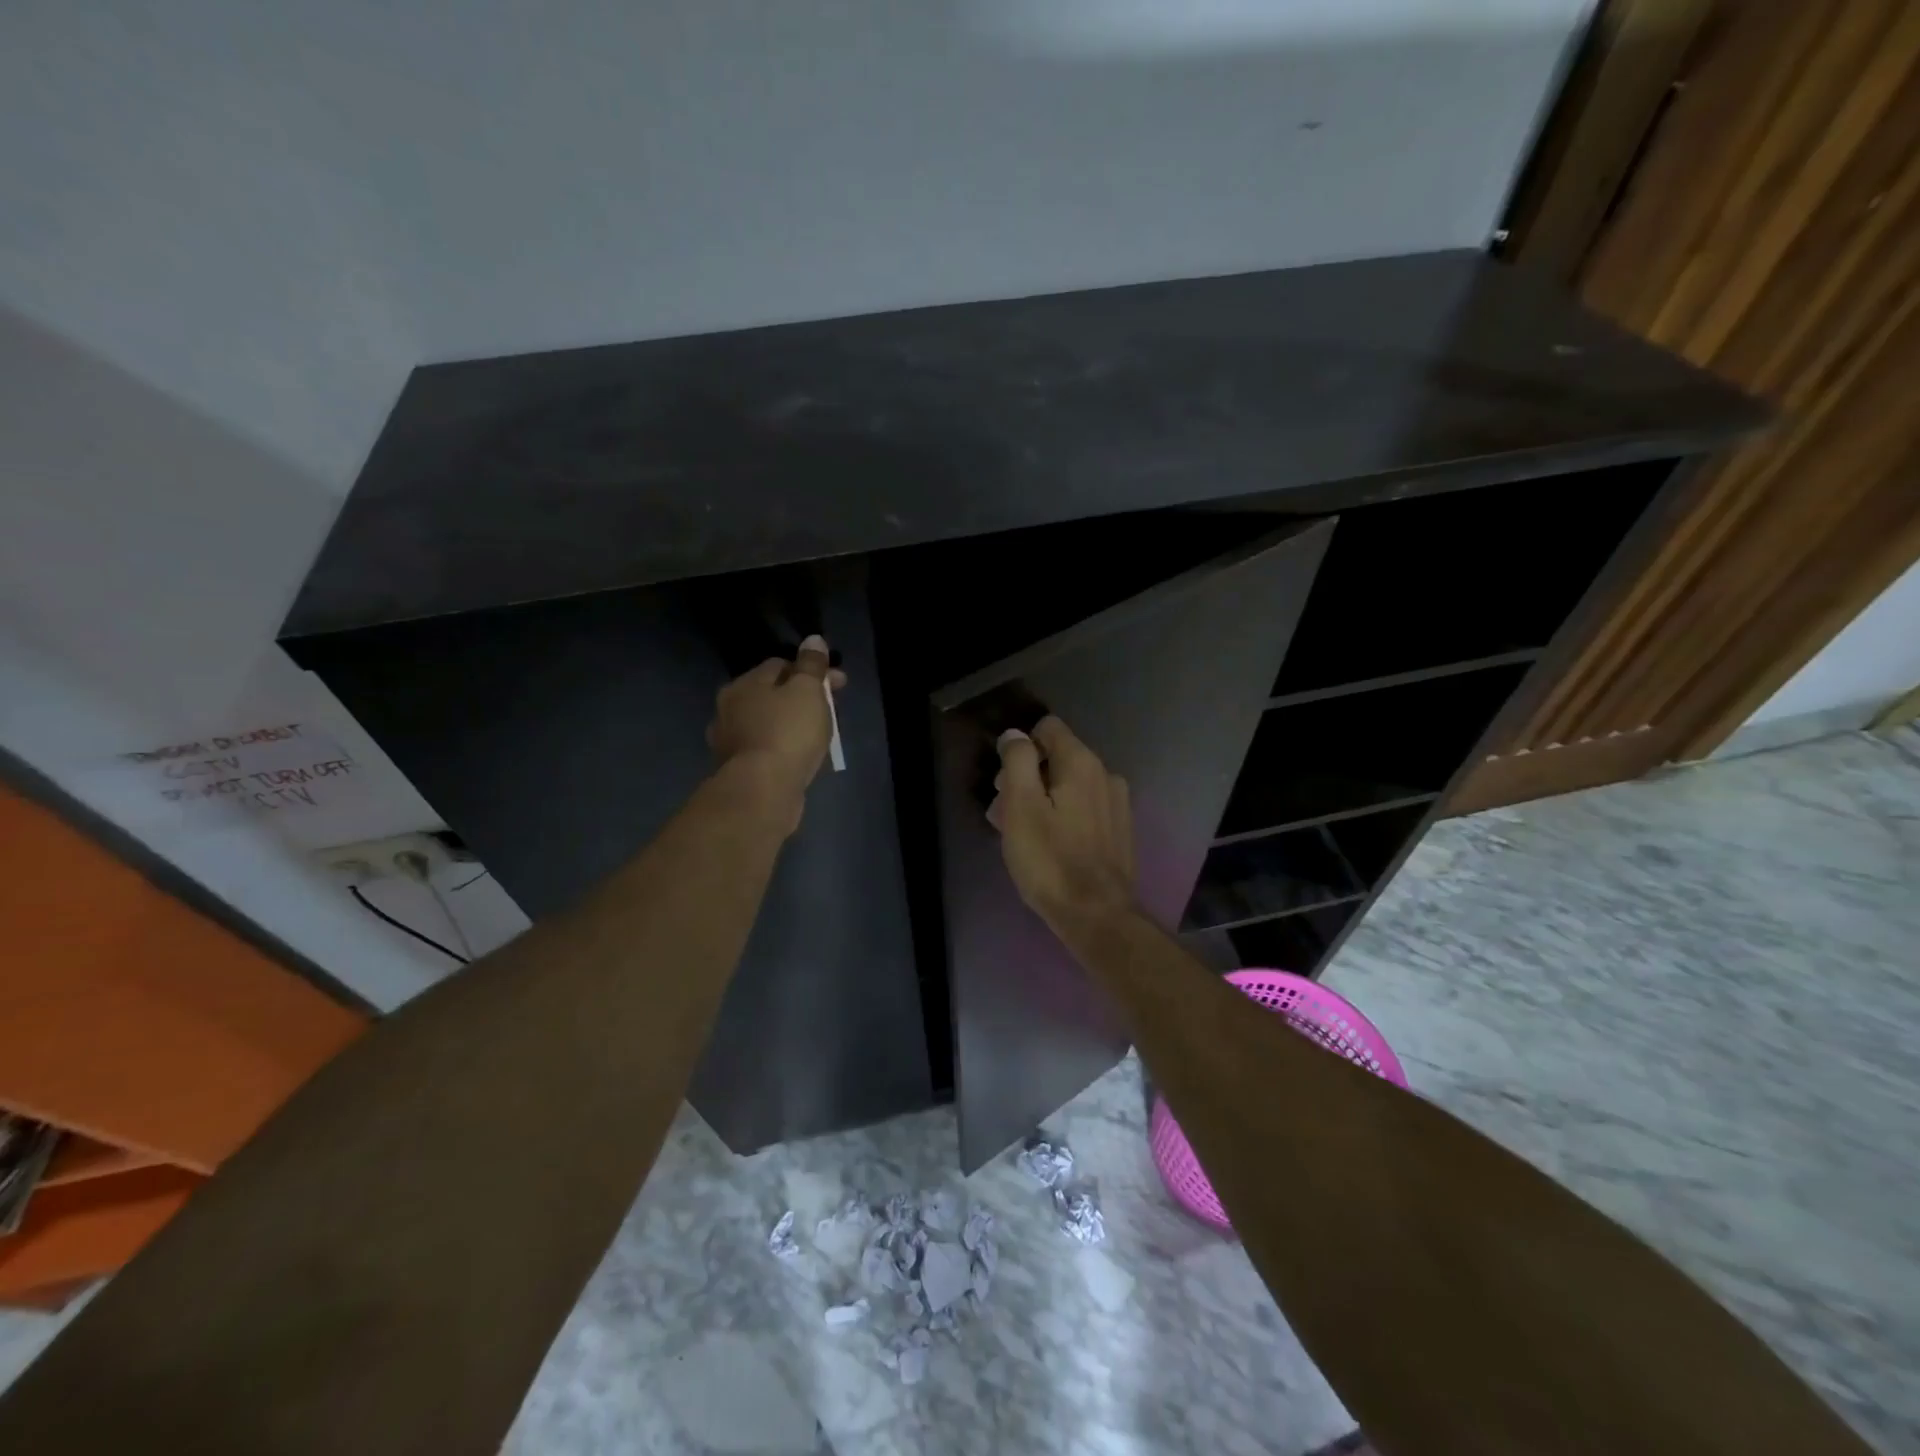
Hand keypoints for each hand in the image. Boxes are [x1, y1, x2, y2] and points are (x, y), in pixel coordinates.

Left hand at [708, 635, 847, 818]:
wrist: (763, 790)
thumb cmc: (788, 732)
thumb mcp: (807, 691)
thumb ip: (811, 665)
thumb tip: (813, 640)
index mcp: (744, 684)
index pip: (780, 665)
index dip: (811, 670)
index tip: (838, 684)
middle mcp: (729, 709)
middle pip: (773, 694)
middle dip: (802, 697)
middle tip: (832, 710)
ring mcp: (730, 741)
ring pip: (769, 722)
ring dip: (791, 724)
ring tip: (819, 735)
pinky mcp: (738, 770)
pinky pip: (766, 749)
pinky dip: (783, 747)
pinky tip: (799, 756)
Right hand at [989, 716, 1138, 930]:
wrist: (1097, 915)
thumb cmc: (1050, 860)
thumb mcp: (1020, 806)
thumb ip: (1017, 761)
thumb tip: (1015, 735)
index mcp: (1082, 762)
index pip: (1047, 727)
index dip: (1020, 748)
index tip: (1005, 782)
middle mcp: (1105, 774)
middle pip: (1057, 758)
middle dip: (1028, 778)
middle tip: (1004, 814)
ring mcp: (1117, 803)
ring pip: (1069, 785)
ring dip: (1043, 799)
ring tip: (1023, 835)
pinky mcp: (1119, 829)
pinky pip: (1084, 808)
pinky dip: (1063, 816)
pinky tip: (1051, 846)